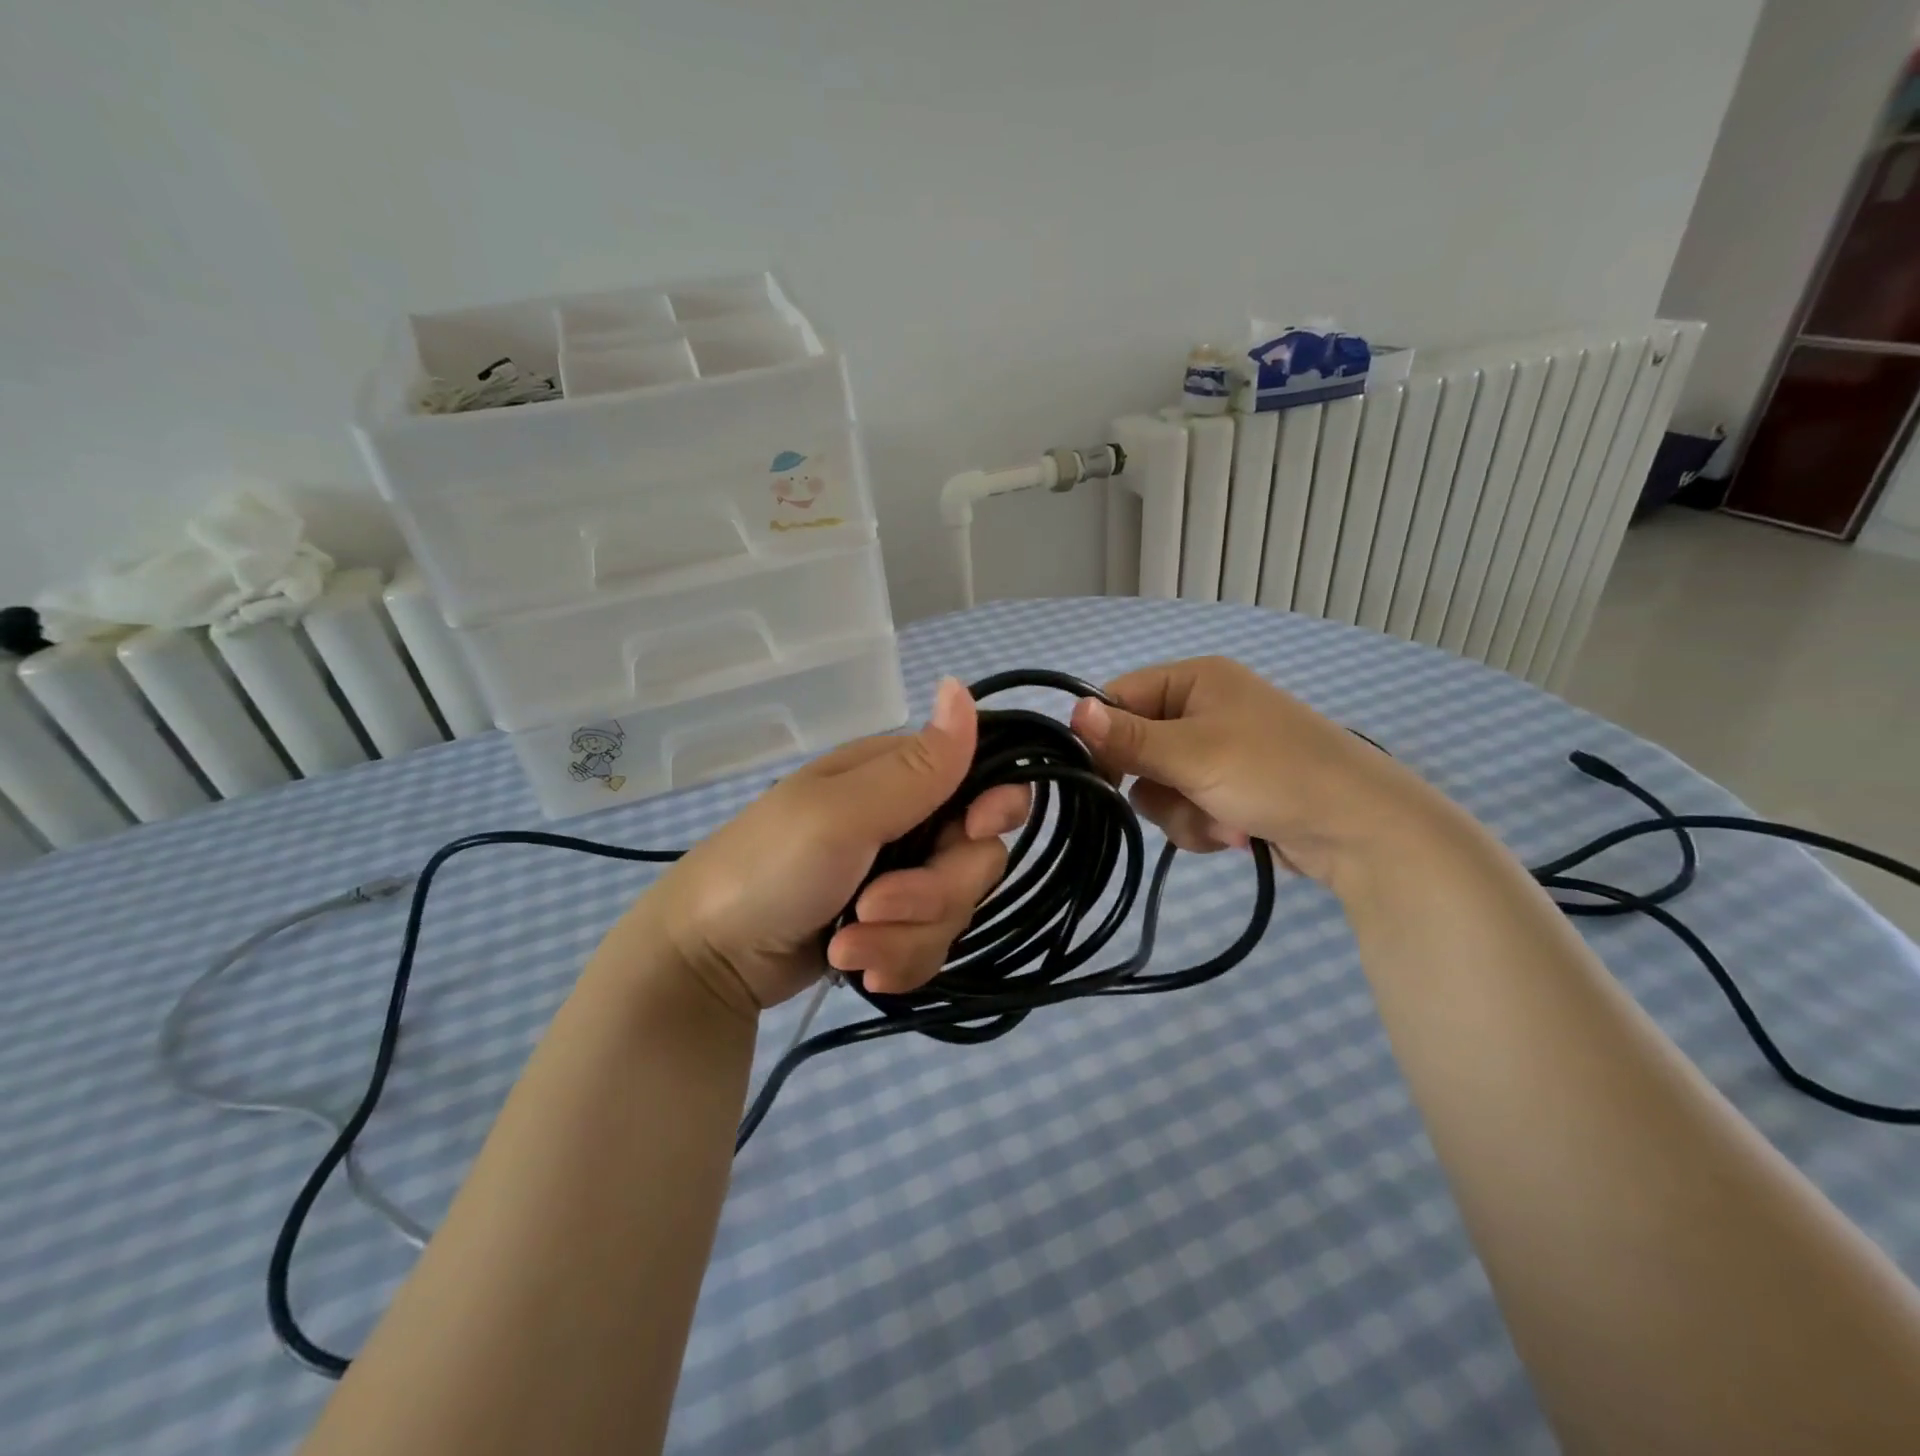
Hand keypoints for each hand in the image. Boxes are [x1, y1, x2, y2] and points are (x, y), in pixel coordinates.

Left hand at [637, 678, 1027, 1015]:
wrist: (708, 957)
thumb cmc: (768, 867)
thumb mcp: (842, 814)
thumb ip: (916, 767)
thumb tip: (961, 686)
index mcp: (899, 778)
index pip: (984, 779)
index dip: (995, 808)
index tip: (971, 832)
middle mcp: (910, 823)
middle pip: (977, 858)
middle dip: (931, 894)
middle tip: (872, 905)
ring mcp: (901, 878)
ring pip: (956, 911)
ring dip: (904, 937)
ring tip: (847, 947)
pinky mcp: (893, 928)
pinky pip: (932, 948)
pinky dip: (897, 962)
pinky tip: (858, 970)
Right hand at [1068, 655, 1444, 885]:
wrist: (1360, 830)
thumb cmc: (1273, 772)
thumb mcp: (1194, 753)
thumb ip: (1129, 738)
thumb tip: (1072, 711)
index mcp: (1195, 681)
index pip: (1119, 698)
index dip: (1103, 736)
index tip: (1098, 774)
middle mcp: (1202, 710)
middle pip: (1135, 748)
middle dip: (1155, 784)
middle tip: (1180, 794)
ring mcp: (1216, 753)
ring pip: (1157, 787)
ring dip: (1181, 812)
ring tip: (1222, 819)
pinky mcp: (1228, 790)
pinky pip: (1184, 808)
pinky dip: (1202, 825)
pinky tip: (1236, 832)